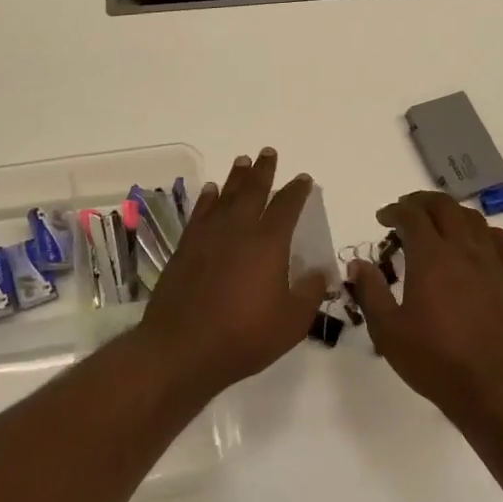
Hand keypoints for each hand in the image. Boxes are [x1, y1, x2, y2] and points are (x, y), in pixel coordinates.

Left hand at [134, 148, 330, 403]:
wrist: (182, 349)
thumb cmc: (244, 337)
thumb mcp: (292, 322)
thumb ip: (309, 292)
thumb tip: (320, 272)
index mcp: (269, 243)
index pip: (287, 207)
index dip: (297, 191)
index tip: (303, 179)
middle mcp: (238, 230)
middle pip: (253, 191)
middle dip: (263, 171)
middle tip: (268, 153)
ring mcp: (208, 237)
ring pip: (225, 197)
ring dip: (236, 178)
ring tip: (242, 162)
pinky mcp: (185, 248)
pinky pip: (200, 213)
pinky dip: (207, 199)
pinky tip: (210, 192)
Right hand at [348, 191, 502, 420]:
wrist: (495, 388)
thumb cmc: (435, 361)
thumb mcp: (388, 331)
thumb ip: (371, 292)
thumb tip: (359, 264)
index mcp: (431, 258)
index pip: (413, 215)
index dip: (395, 210)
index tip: (382, 219)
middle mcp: (464, 250)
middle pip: (445, 207)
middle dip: (421, 202)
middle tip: (406, 212)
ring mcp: (494, 263)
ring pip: (474, 220)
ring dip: (452, 214)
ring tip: (438, 225)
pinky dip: (488, 234)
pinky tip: (480, 245)